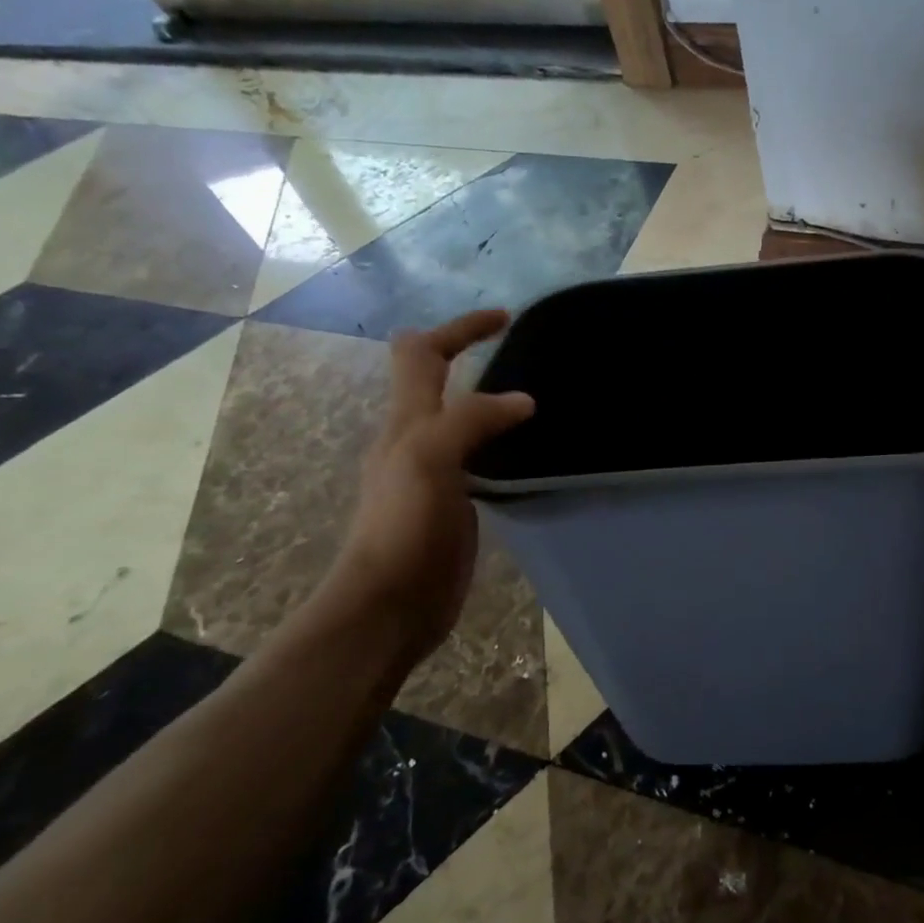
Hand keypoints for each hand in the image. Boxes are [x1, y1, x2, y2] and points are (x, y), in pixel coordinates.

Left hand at [329, 310, 533, 657]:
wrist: (389, 604)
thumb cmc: (403, 526)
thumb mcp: (430, 459)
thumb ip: (472, 420)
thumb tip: (523, 400)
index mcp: (407, 421)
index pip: (423, 352)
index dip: (459, 328)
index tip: (505, 318)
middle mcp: (416, 439)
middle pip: (436, 381)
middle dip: (471, 356)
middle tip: (522, 356)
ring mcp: (435, 473)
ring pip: (460, 420)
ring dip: (489, 401)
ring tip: (534, 401)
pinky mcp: (453, 504)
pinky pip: (478, 459)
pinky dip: (500, 443)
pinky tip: (526, 454)